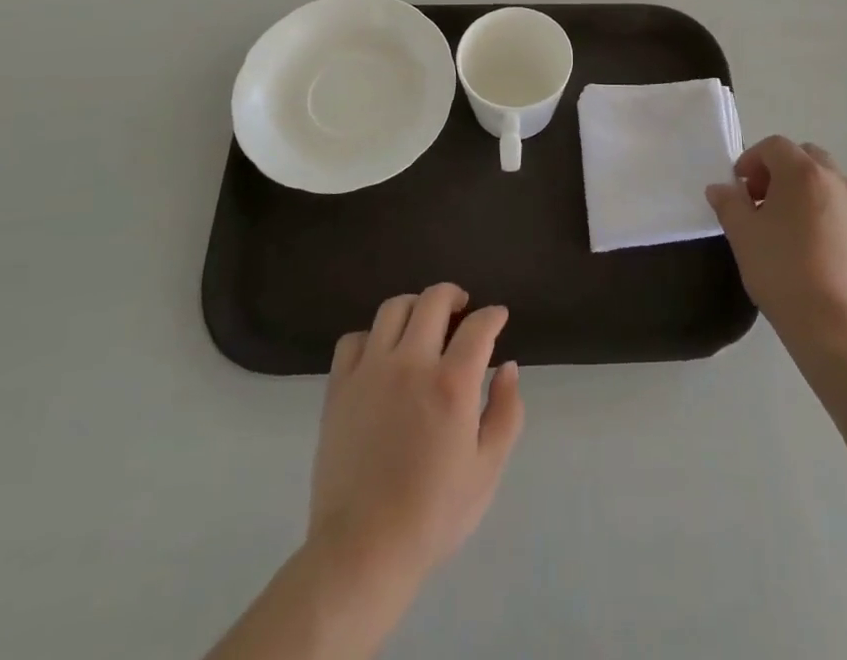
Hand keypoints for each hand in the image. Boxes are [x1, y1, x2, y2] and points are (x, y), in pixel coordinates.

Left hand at [308, 284, 524, 592]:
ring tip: (422, 324)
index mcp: (452, 383)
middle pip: (433, 300)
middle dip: (454, 296)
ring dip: (415, 307)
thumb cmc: (433, 514)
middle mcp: (411, 363)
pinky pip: (354, 339)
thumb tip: (507, 367)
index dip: (493, 316)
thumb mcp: (487, 470)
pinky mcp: (339, 386)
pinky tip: (381, 355)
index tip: (498, 317)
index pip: (478, 326)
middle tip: (461, 310)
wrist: (363, 550)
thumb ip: (505, 412)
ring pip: (393, 308)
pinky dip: (372, 337)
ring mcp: (370, 371)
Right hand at [706, 136, 846, 349]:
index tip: (740, 189)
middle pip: (804, 156)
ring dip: (802, 189)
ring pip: (825, 180)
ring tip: (784, 225)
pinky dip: (821, 209)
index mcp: (803, 173)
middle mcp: (835, 180)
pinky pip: (840, 205)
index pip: (774, 146)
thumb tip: (720, 189)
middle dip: (779, 170)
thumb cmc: (781, 270)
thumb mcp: (742, 234)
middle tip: (761, 201)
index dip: (751, 160)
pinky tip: (808, 244)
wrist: (833, 325)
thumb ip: (728, 203)